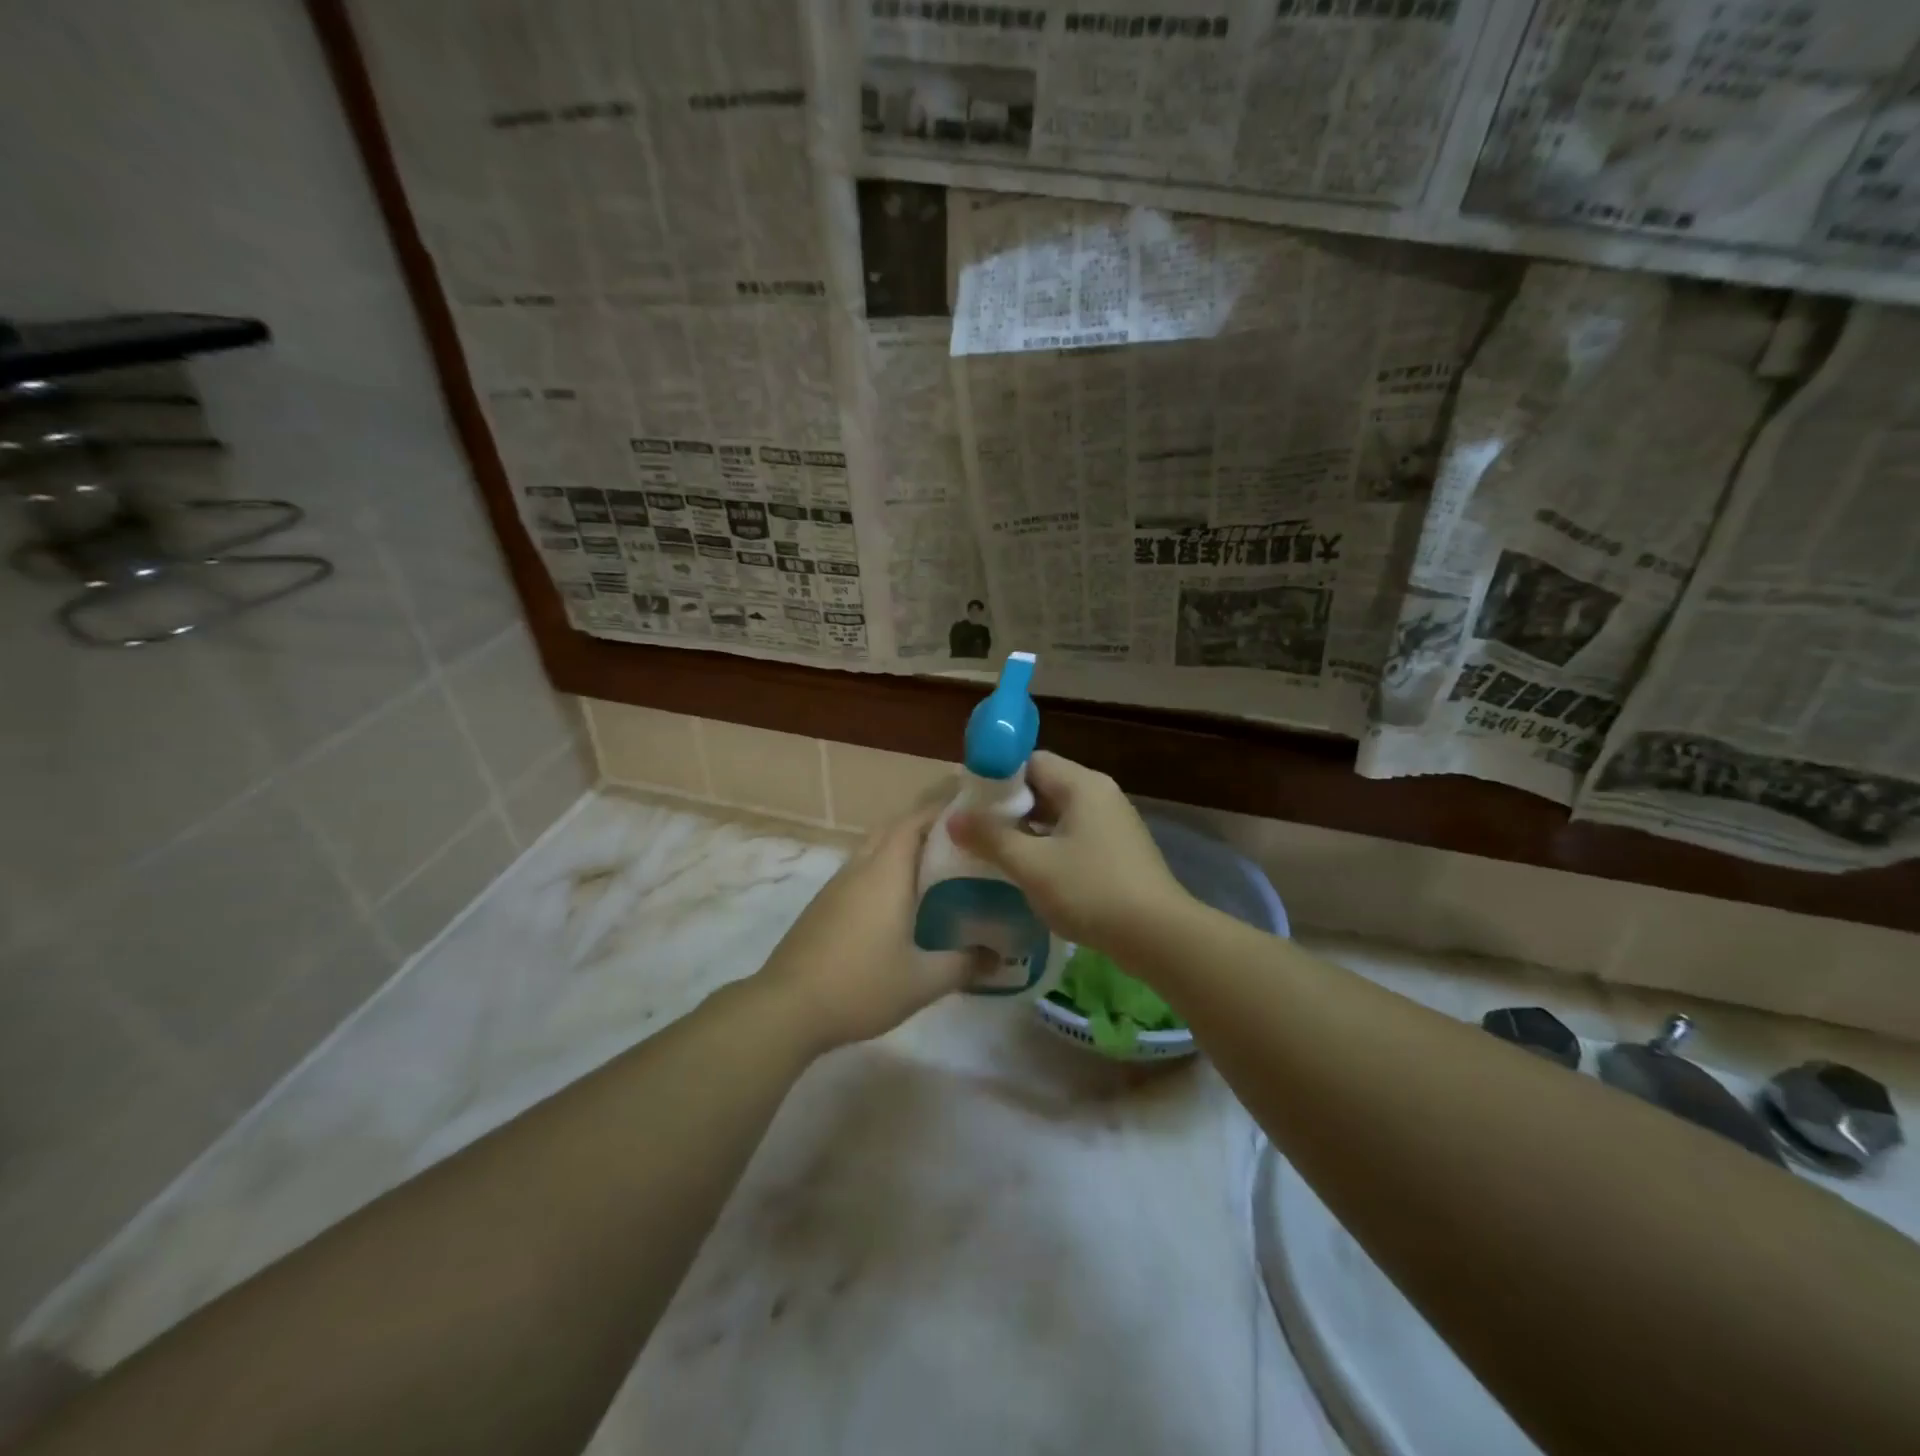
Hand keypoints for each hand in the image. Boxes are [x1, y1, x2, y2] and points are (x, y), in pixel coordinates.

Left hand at [753, 796, 984, 1052]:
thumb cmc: (860, 986)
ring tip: (938, 863)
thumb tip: (998, 957)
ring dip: (903, 846)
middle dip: (926, 823)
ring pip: (875, 848)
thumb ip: (964, 964)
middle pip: (894, 828)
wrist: (786, 1008)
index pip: (916, 820)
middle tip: (962, 836)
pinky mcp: (824, 905)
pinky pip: (862, 870)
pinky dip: (886, 869)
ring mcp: (837, 885)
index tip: (974, 808)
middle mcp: (861, 867)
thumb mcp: (923, 981)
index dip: (943, 808)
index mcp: (886, 872)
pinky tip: (902, 899)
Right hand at [948, 750, 1190, 953]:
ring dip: (1026, 828)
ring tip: (992, 850)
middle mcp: (1100, 794)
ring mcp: (1113, 823)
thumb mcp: (1032, 865)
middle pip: (1044, 785)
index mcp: (1082, 784)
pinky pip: (1073, 835)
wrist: (1159, 936)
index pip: (1030, 761)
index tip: (967, 800)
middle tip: (974, 828)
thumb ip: (990, 838)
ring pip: (1058, 814)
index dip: (995, 776)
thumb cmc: (1091, 890)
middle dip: (1007, 806)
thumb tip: (954, 818)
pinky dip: (1048, 845)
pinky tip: (1028, 870)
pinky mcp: (1118, 851)